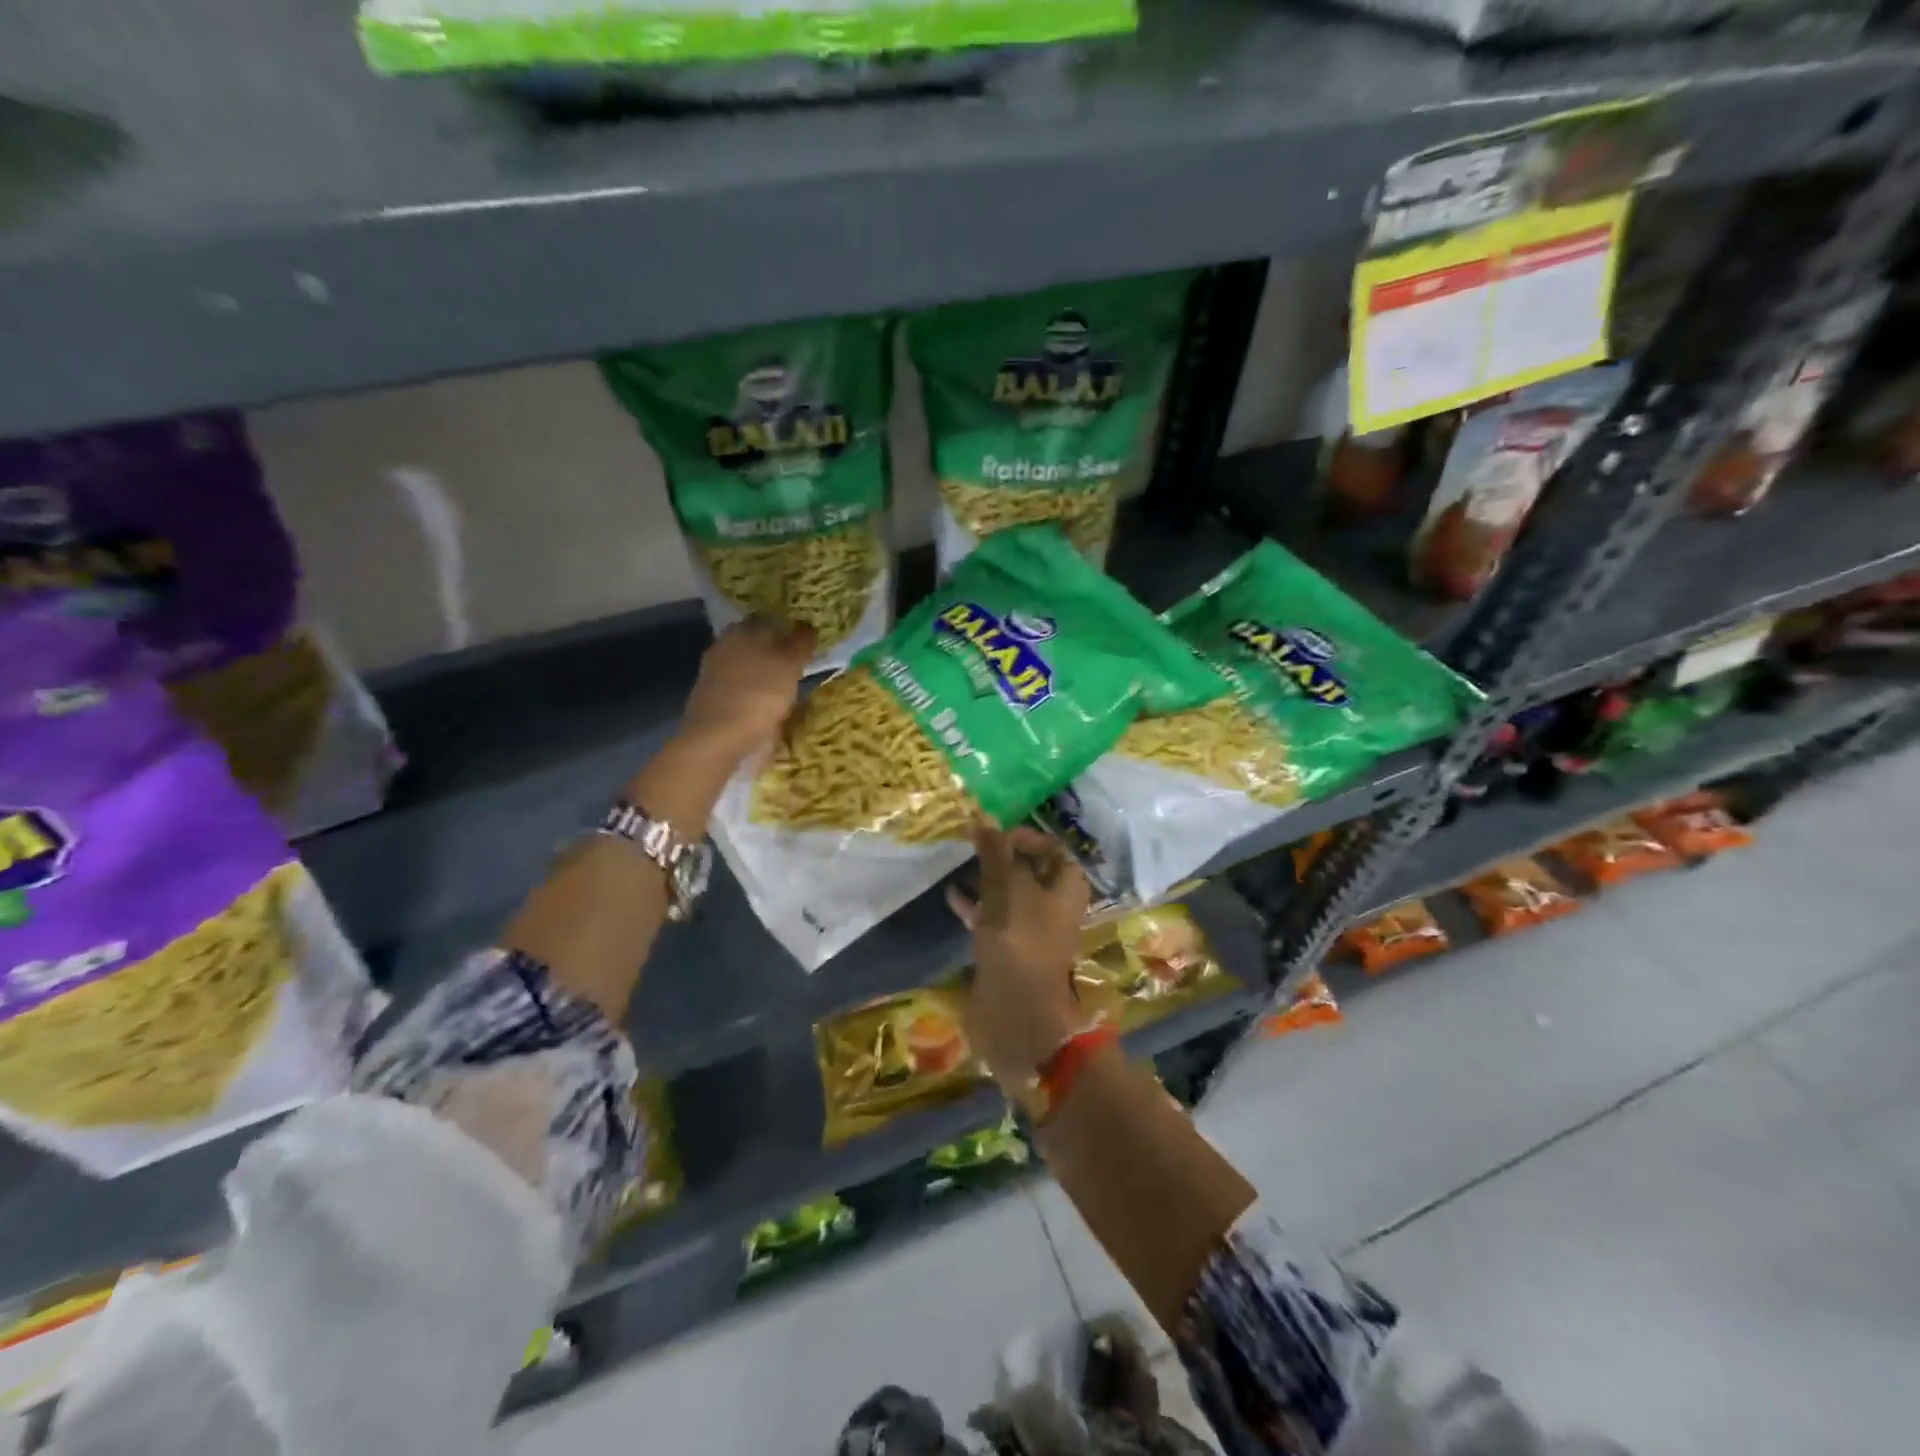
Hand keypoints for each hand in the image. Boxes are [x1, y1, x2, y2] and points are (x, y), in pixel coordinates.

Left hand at [679, 617, 815, 766]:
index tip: (808, 639)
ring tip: (791, 687)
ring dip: (767, 673)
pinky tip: (771, 704)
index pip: (769, 619)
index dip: (789, 626)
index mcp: (743, 631)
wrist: (718, 739)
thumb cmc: (758, 695)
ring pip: (749, 666)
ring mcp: (716, 674)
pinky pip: (742, 688)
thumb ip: (801, 643)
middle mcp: (726, 646)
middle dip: (778, 650)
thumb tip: (809, 626)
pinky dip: (757, 693)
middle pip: (758, 643)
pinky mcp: (714, 699)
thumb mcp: (789, 665)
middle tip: (803, 663)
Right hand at [948, 822, 1090, 1089]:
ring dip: (985, 880)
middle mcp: (1055, 904)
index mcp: (1066, 887)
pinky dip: (976, 905)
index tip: (990, 836)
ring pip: (1009, 893)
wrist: (1017, 1013)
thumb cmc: (1018, 942)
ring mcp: (1033, 928)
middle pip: (1027, 869)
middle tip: (969, 847)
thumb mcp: (1006, 891)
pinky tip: (952, 898)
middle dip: (999, 857)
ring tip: (957, 867)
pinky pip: (995, 918)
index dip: (1022, 837)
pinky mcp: (1012, 948)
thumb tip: (984, 818)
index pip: (1049, 847)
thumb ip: (995, 854)